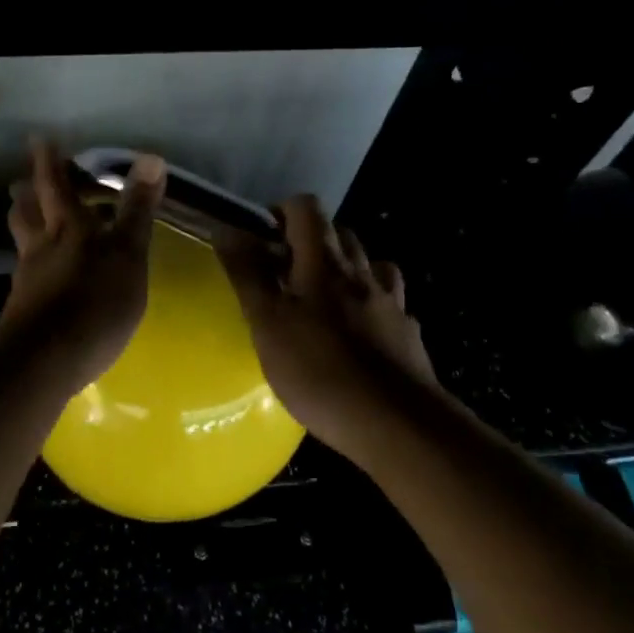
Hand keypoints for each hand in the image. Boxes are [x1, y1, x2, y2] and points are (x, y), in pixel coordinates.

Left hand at [0, 139, 166, 395]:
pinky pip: (29, 274)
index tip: (38, 139)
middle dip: (28, 192)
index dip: (48, 161)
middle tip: (25, 181)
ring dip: (27, 225)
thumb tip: (151, 157)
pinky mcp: (24, 309)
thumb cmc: (94, 303)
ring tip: (33, 221)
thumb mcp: (127, 254)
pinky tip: (47, 276)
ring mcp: (29, 279)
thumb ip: (137, 209)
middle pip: (27, 211)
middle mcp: (41, 246)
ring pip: (24, 241)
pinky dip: (36, 264)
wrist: (44, 362)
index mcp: (68, 227)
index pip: (55, 184)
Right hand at [215, 195, 438, 464]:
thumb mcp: (268, 324)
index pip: (307, 209)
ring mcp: (391, 301)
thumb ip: (247, 274)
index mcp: (324, 263)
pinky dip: (370, 301)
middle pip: (340, 232)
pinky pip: (388, 300)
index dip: (282, 212)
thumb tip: (226, 227)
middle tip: (283, 272)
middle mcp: (362, 271)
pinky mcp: (407, 332)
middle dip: (310, 240)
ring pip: (368, 264)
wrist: (397, 424)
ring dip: (344, 268)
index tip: (262, 239)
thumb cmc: (320, 371)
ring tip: (321, 298)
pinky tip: (360, 330)